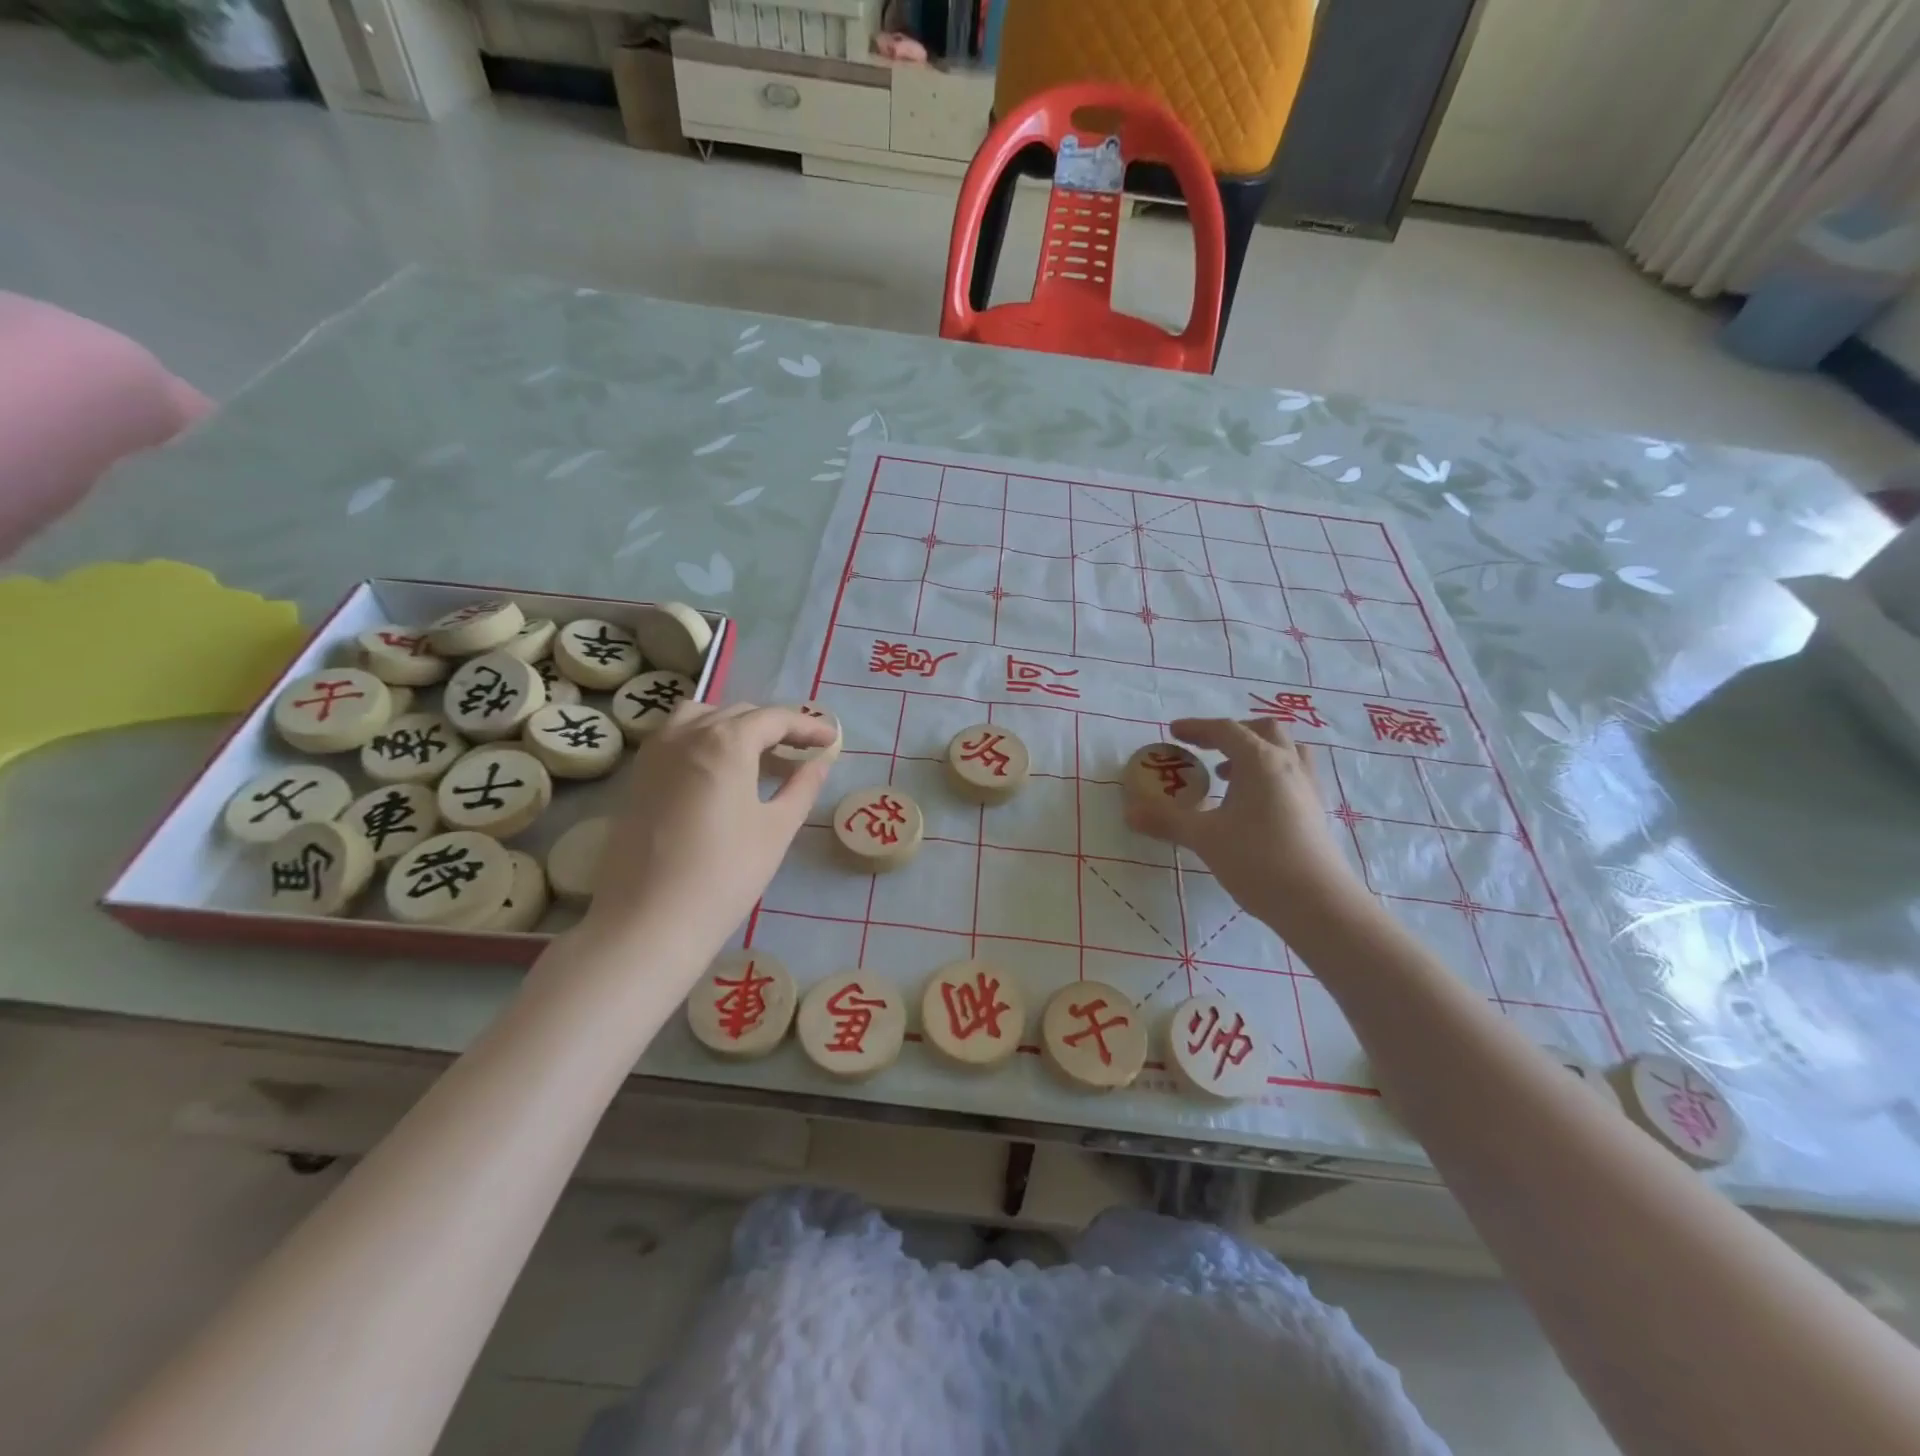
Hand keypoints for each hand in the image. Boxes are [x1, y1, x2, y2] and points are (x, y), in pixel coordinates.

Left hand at [578, 703, 837, 977]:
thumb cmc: (725, 875)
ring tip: (756, 754)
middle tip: (802, 751)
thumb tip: (821, 760)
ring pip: (700, 718)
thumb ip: (803, 786)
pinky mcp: (636, 778)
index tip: (832, 740)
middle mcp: (686, 734)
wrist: (648, 922)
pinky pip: (675, 738)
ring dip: (733, 726)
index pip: (774, 719)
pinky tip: (717, 772)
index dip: (808, 726)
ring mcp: (654, 754)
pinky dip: (703, 739)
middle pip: (738, 714)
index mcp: (726, 741)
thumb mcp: (777, 829)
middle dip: (774, 726)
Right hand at [1125, 718, 1368, 937]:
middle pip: (1264, 730)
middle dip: (1233, 733)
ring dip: (1257, 752)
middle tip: (1207, 748)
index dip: (1198, 728)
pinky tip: (1254, 805)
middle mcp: (1288, 765)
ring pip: (1287, 751)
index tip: (1174, 732)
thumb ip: (1166, 820)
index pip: (1226, 730)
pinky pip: (1294, 776)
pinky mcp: (1317, 812)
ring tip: (1231, 775)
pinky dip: (1271, 776)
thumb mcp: (1204, 838)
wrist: (1317, 903)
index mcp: (1260, 761)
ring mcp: (1308, 788)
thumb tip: (1129, 812)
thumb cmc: (1257, 860)